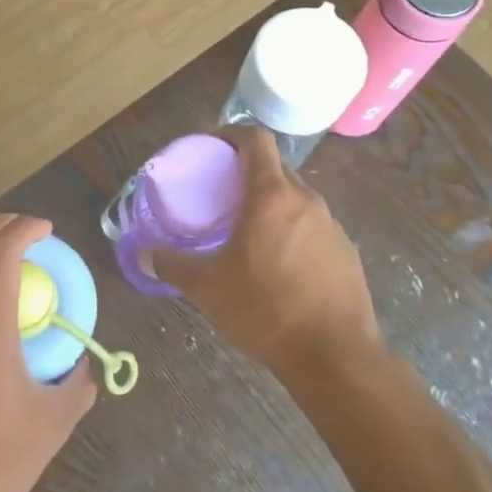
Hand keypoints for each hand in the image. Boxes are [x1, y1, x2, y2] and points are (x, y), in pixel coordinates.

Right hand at [149, 128, 380, 376]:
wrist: (336, 357)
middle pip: (275, 167)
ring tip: (248, 230)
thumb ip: (173, 266)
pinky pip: (313, 225)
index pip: (256, 139)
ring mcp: (332, 224)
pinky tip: (279, 264)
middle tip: (221, 193)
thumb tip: (144, 255)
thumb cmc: (267, 311)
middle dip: (247, 171)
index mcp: (272, 196)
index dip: (232, 134)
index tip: (213, 145)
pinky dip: (292, 229)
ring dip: (271, 202)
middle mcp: (306, 200)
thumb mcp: (209, 289)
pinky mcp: (346, 250)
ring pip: (295, 197)